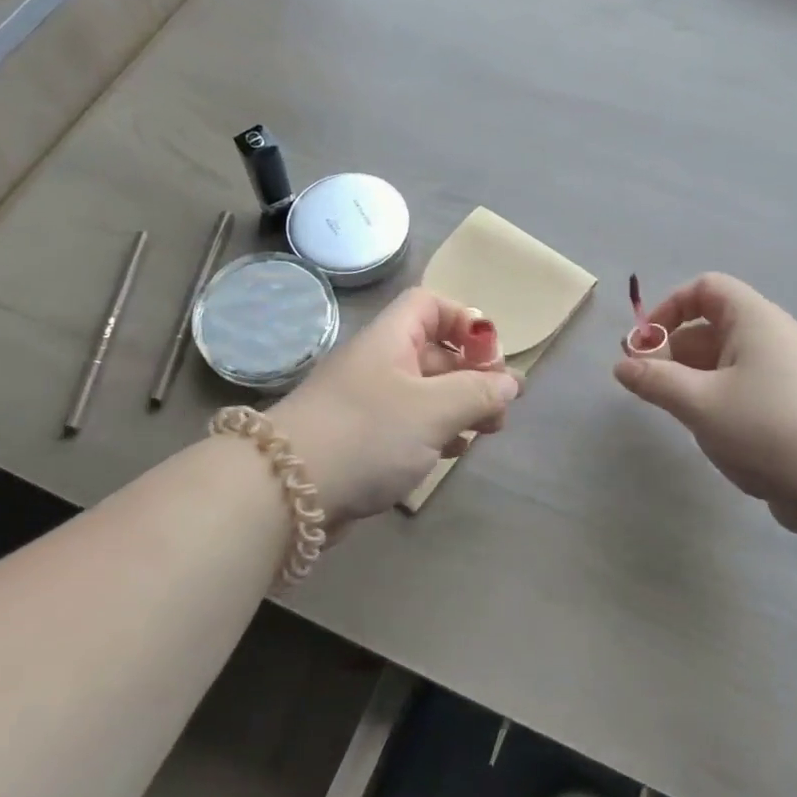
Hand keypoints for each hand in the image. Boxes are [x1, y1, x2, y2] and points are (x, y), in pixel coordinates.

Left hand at [268, 287, 521, 528]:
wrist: (286, 490)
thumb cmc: (368, 434)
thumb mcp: (433, 409)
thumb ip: (478, 392)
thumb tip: (510, 382)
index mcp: (390, 340)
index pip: (430, 305)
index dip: (465, 320)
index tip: (491, 356)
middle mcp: (378, 364)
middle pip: (434, 352)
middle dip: (473, 374)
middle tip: (500, 407)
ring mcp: (368, 404)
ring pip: (425, 393)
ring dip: (459, 407)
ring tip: (485, 432)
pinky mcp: (363, 441)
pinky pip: (409, 426)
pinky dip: (436, 433)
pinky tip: (452, 453)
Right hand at [613, 273, 796, 537]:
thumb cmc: (763, 428)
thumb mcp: (698, 403)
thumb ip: (654, 380)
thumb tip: (621, 366)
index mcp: (756, 320)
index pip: (707, 288)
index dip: (670, 307)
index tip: (647, 344)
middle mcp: (773, 336)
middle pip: (712, 323)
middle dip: (672, 347)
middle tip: (644, 381)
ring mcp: (786, 369)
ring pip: (725, 356)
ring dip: (689, 373)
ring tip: (668, 405)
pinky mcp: (791, 400)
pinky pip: (742, 380)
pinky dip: (714, 390)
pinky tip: (703, 422)